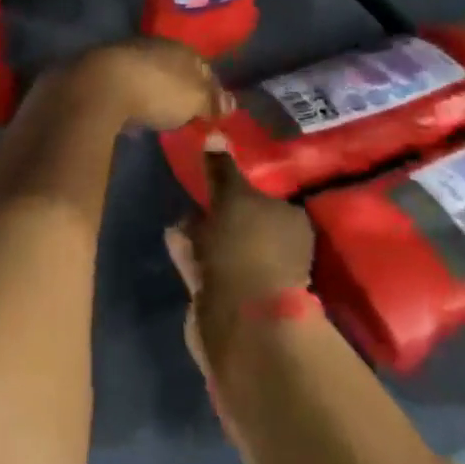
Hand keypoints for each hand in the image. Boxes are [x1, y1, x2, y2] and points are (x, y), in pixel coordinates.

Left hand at [55, 37, 229, 133]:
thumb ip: (213, 102)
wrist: (100, 85)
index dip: (211, 87)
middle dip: (181, 88)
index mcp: (180, 48)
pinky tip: (133, 116)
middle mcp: (154, 45)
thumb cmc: (157, 90)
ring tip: (161, 115)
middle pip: (175, 68)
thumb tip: (231, 104)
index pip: (203, 66)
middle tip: (189, 113)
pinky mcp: (102, 73)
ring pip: (149, 74)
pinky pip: (127, 86)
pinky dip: (133, 99)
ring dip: (155, 91)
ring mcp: (126, 56)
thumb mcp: (195, 100)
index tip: (215, 109)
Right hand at [169, 138, 314, 353]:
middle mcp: (280, 250)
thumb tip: (215, 135)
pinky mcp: (229, 304)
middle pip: (246, 222)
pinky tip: (172, 238)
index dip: (243, 183)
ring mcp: (255, 280)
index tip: (217, 172)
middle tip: (194, 191)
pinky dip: (191, 254)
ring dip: (202, 232)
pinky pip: (207, 268)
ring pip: (224, 246)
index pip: (268, 194)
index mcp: (292, 222)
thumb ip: (222, 169)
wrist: (244, 329)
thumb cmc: (247, 249)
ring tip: (178, 213)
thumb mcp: (233, 197)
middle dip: (221, 210)